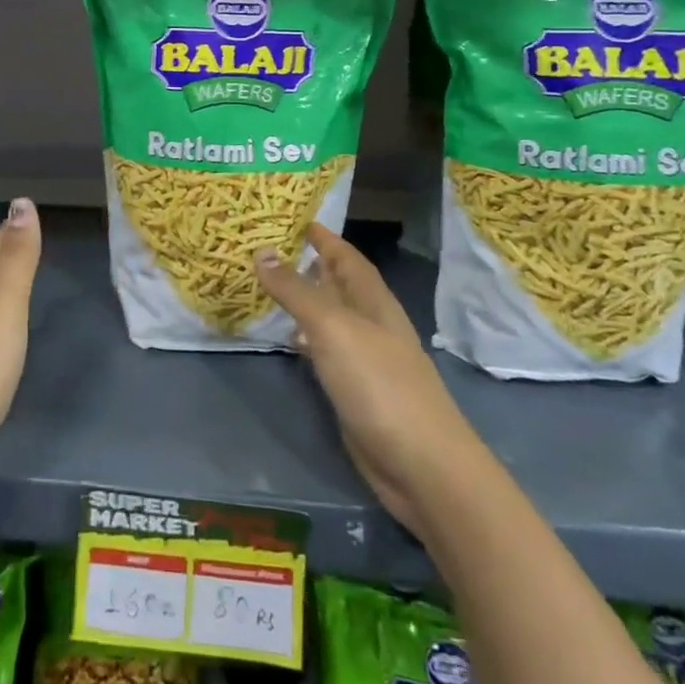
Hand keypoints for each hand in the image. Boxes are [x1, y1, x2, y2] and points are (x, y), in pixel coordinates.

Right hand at [253, 225, 473, 534]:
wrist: (423, 467)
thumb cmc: (380, 385)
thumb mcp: (333, 328)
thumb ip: (297, 291)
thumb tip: (261, 251)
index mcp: (373, 301)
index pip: (346, 256)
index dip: (322, 235)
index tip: (290, 215)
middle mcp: (371, 323)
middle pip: (337, 283)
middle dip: (308, 263)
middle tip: (265, 246)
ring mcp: (365, 358)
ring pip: (329, 316)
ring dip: (303, 299)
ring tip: (265, 284)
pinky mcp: (355, 389)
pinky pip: (325, 350)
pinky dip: (304, 337)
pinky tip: (286, 339)